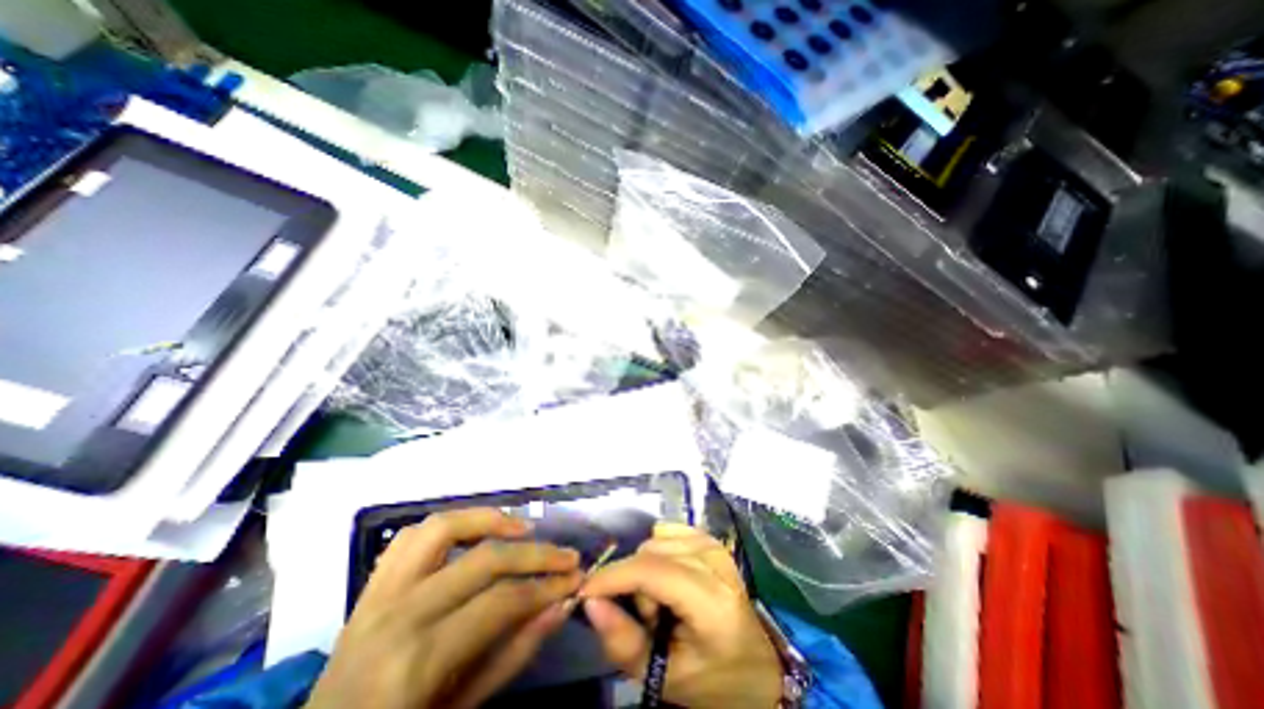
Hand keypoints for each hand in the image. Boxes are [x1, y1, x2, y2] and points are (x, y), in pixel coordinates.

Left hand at [304, 507, 580, 708]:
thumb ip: (513, 653)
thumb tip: (560, 604)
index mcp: (417, 662)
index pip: (501, 601)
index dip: (546, 586)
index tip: (575, 578)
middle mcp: (399, 614)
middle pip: (484, 559)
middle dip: (536, 554)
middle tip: (567, 555)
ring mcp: (379, 593)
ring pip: (444, 527)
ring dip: (490, 520)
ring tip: (523, 529)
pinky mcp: (372, 584)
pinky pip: (412, 535)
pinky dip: (450, 523)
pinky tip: (474, 532)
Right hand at [579, 525, 782, 705]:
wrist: (757, 668)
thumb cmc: (713, 681)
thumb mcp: (665, 677)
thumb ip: (623, 641)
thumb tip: (590, 601)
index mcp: (711, 602)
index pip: (652, 572)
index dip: (613, 576)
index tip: (585, 590)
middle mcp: (714, 562)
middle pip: (650, 554)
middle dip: (633, 583)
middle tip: (646, 618)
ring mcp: (714, 545)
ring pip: (655, 541)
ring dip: (646, 569)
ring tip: (661, 601)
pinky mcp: (710, 539)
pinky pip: (666, 531)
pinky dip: (657, 553)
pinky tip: (668, 577)